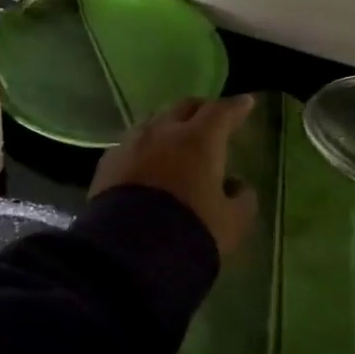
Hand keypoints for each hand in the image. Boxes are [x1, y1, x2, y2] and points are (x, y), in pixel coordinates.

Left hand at [90, 95, 257, 256]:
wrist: (131, 250)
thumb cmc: (191, 231)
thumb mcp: (232, 223)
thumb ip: (242, 200)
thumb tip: (239, 186)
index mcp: (199, 140)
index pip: (222, 112)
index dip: (236, 107)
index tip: (245, 103)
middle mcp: (163, 132)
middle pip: (184, 107)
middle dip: (200, 109)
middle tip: (210, 118)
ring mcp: (131, 143)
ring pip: (153, 121)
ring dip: (168, 125)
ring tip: (175, 137)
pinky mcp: (108, 161)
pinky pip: (130, 143)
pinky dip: (144, 146)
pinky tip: (146, 159)